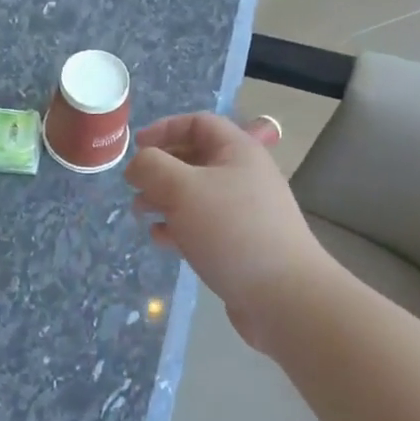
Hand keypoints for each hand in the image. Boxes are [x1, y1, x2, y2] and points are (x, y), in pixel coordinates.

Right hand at [126, 114, 318, 351]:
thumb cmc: (231, 229)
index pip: (198, 123)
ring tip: (141, 214)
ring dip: (164, 199)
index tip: (137, 147)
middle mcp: (243, 176)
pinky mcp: (240, 244)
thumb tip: (138, 165)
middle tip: (135, 186)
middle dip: (159, 169)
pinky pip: (202, 225)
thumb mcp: (182, 188)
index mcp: (238, 151)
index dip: (165, 128)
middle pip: (194, 159)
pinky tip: (162, 241)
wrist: (284, 297)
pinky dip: (178, 227)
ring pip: (195, 194)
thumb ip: (151, 167)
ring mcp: (244, 212)